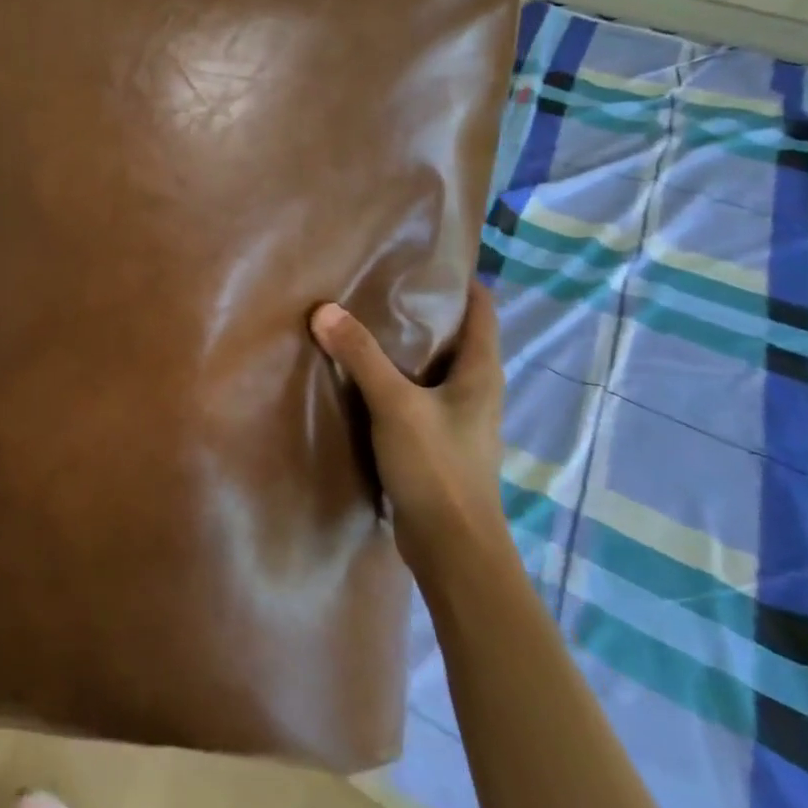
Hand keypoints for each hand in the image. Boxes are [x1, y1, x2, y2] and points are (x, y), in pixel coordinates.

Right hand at [309, 279, 506, 573]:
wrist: (454, 548)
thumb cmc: (437, 468)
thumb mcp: (396, 404)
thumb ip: (361, 357)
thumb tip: (324, 310)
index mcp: (482, 374)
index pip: (483, 311)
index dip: (462, 282)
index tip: (426, 259)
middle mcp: (477, 392)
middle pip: (458, 338)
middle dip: (425, 312)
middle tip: (381, 287)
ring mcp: (460, 421)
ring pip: (436, 369)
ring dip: (408, 349)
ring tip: (366, 326)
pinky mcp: (439, 444)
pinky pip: (419, 397)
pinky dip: (397, 381)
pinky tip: (365, 380)